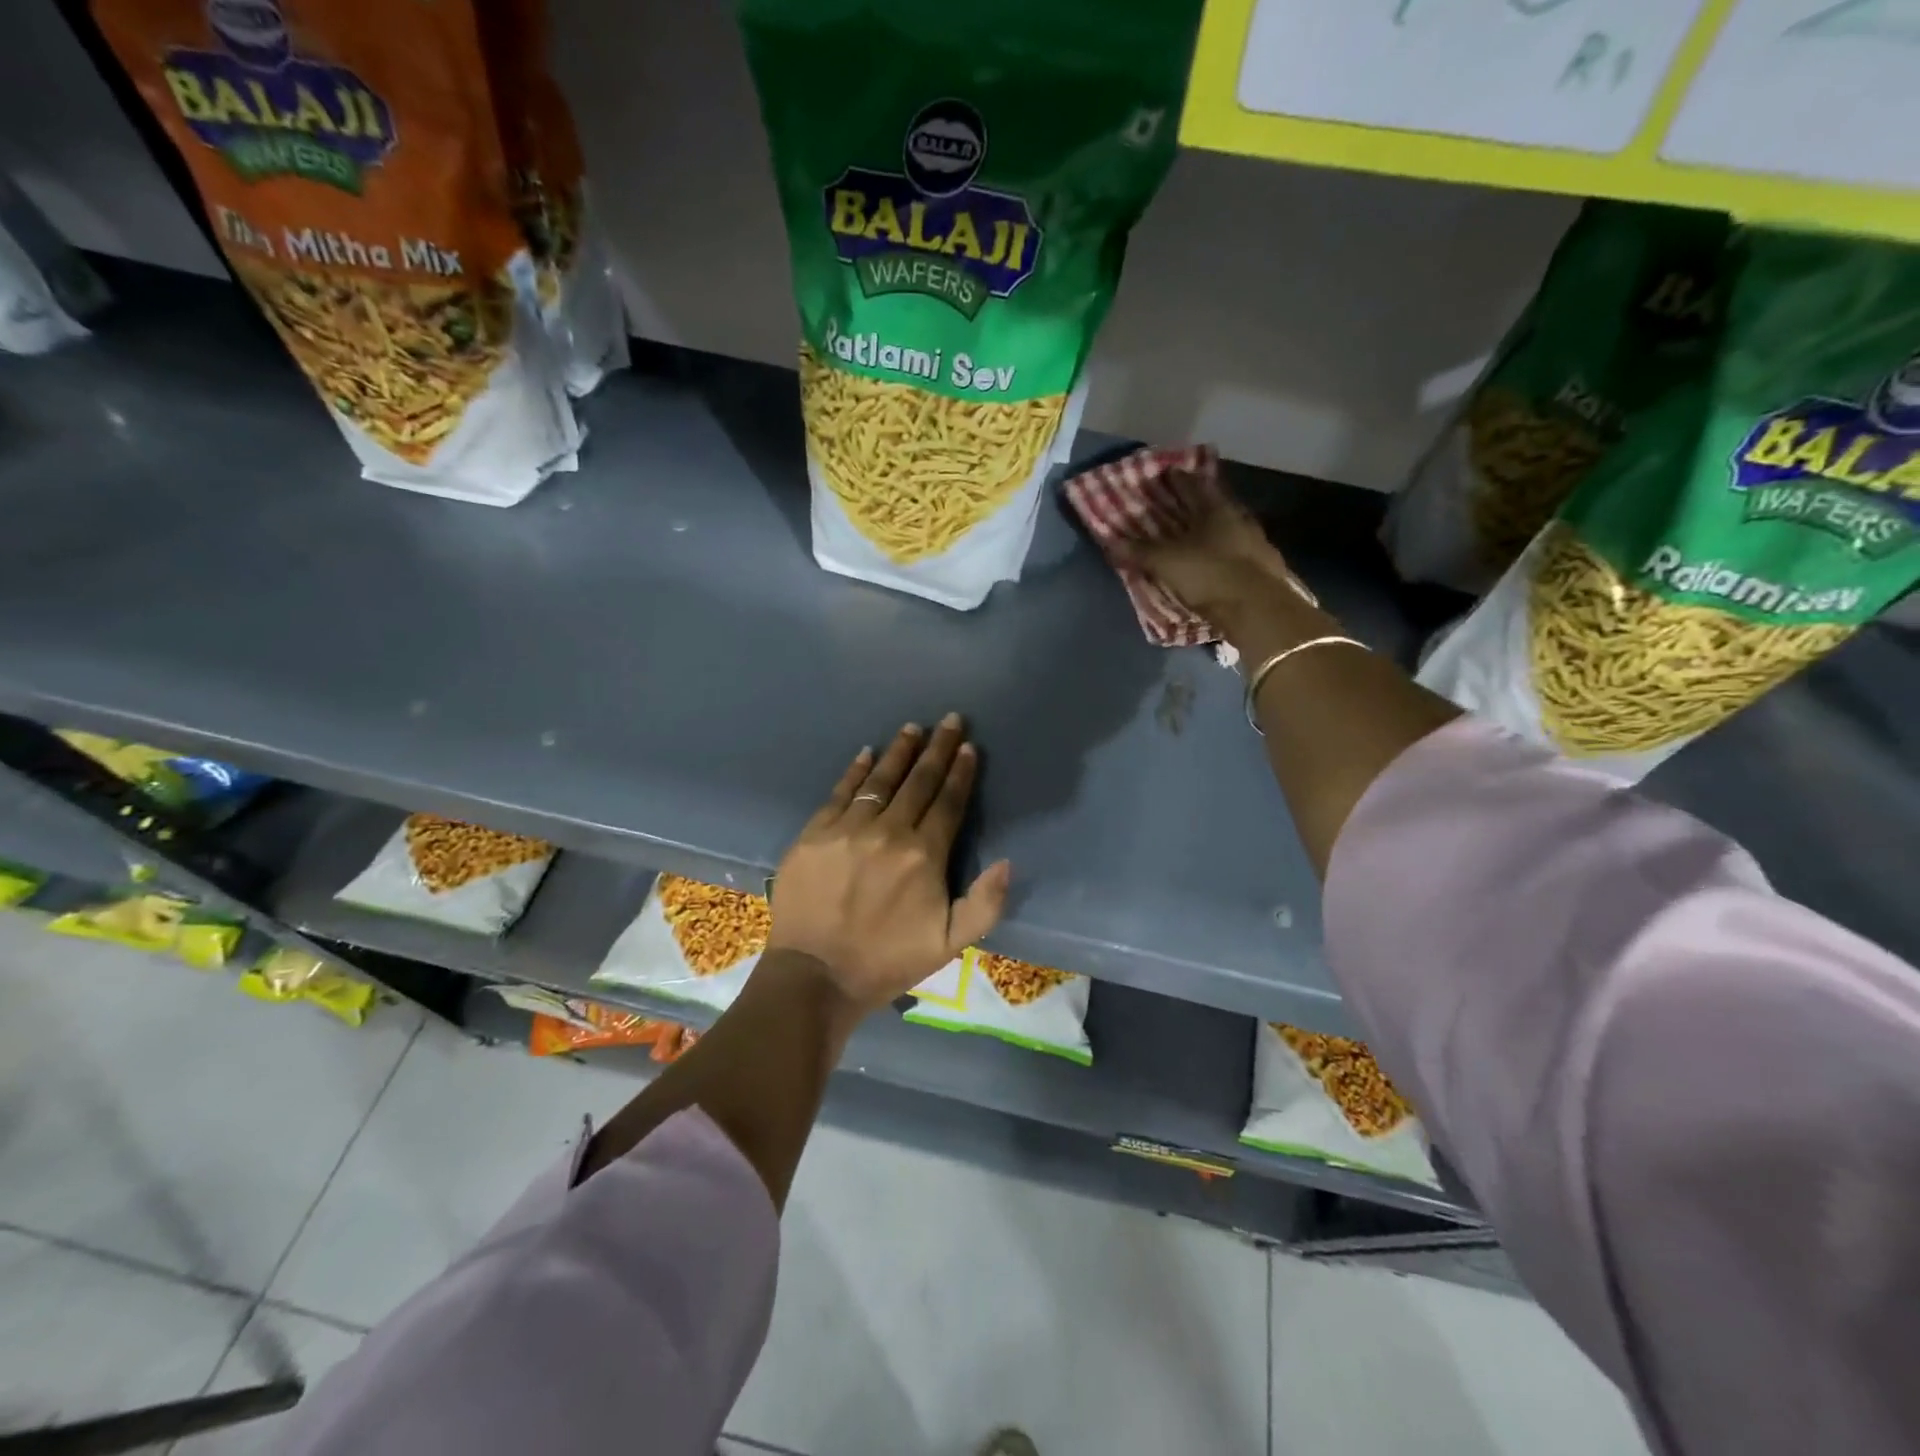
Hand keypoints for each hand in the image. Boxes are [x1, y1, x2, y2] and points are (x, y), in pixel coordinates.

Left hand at [766, 713, 1011, 1013]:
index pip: (948, 802)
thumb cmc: (888, 960)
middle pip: (918, 781)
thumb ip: (985, 903)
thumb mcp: (950, 944)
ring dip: (899, 752)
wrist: (816, 976)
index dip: (960, 772)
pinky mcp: (815, 833)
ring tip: (912, 729)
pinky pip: (840, 792)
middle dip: (937, 748)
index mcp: (924, 855)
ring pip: (880, 779)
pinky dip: (855, 770)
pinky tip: (866, 753)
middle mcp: (888, 832)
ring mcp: (848, 829)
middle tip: (949, 719)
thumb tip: (1006, 861)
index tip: (968, 747)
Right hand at [1118, 472, 1313, 632]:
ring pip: (1229, 526)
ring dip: (1214, 526)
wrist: (1257, 608)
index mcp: (1214, 509)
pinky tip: (1218, 558)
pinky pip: (1238, 550)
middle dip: (1197, 501)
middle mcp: (1237, 518)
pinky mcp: (1264, 565)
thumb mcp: (1166, 563)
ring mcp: (1255, 541)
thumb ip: (1140, 551)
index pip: (1192, 486)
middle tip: (1181, 501)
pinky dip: (1225, 550)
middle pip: (1214, 503)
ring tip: (1198, 532)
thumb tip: (1110, 541)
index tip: (1166, 474)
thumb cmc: (1209, 574)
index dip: (1177, 479)